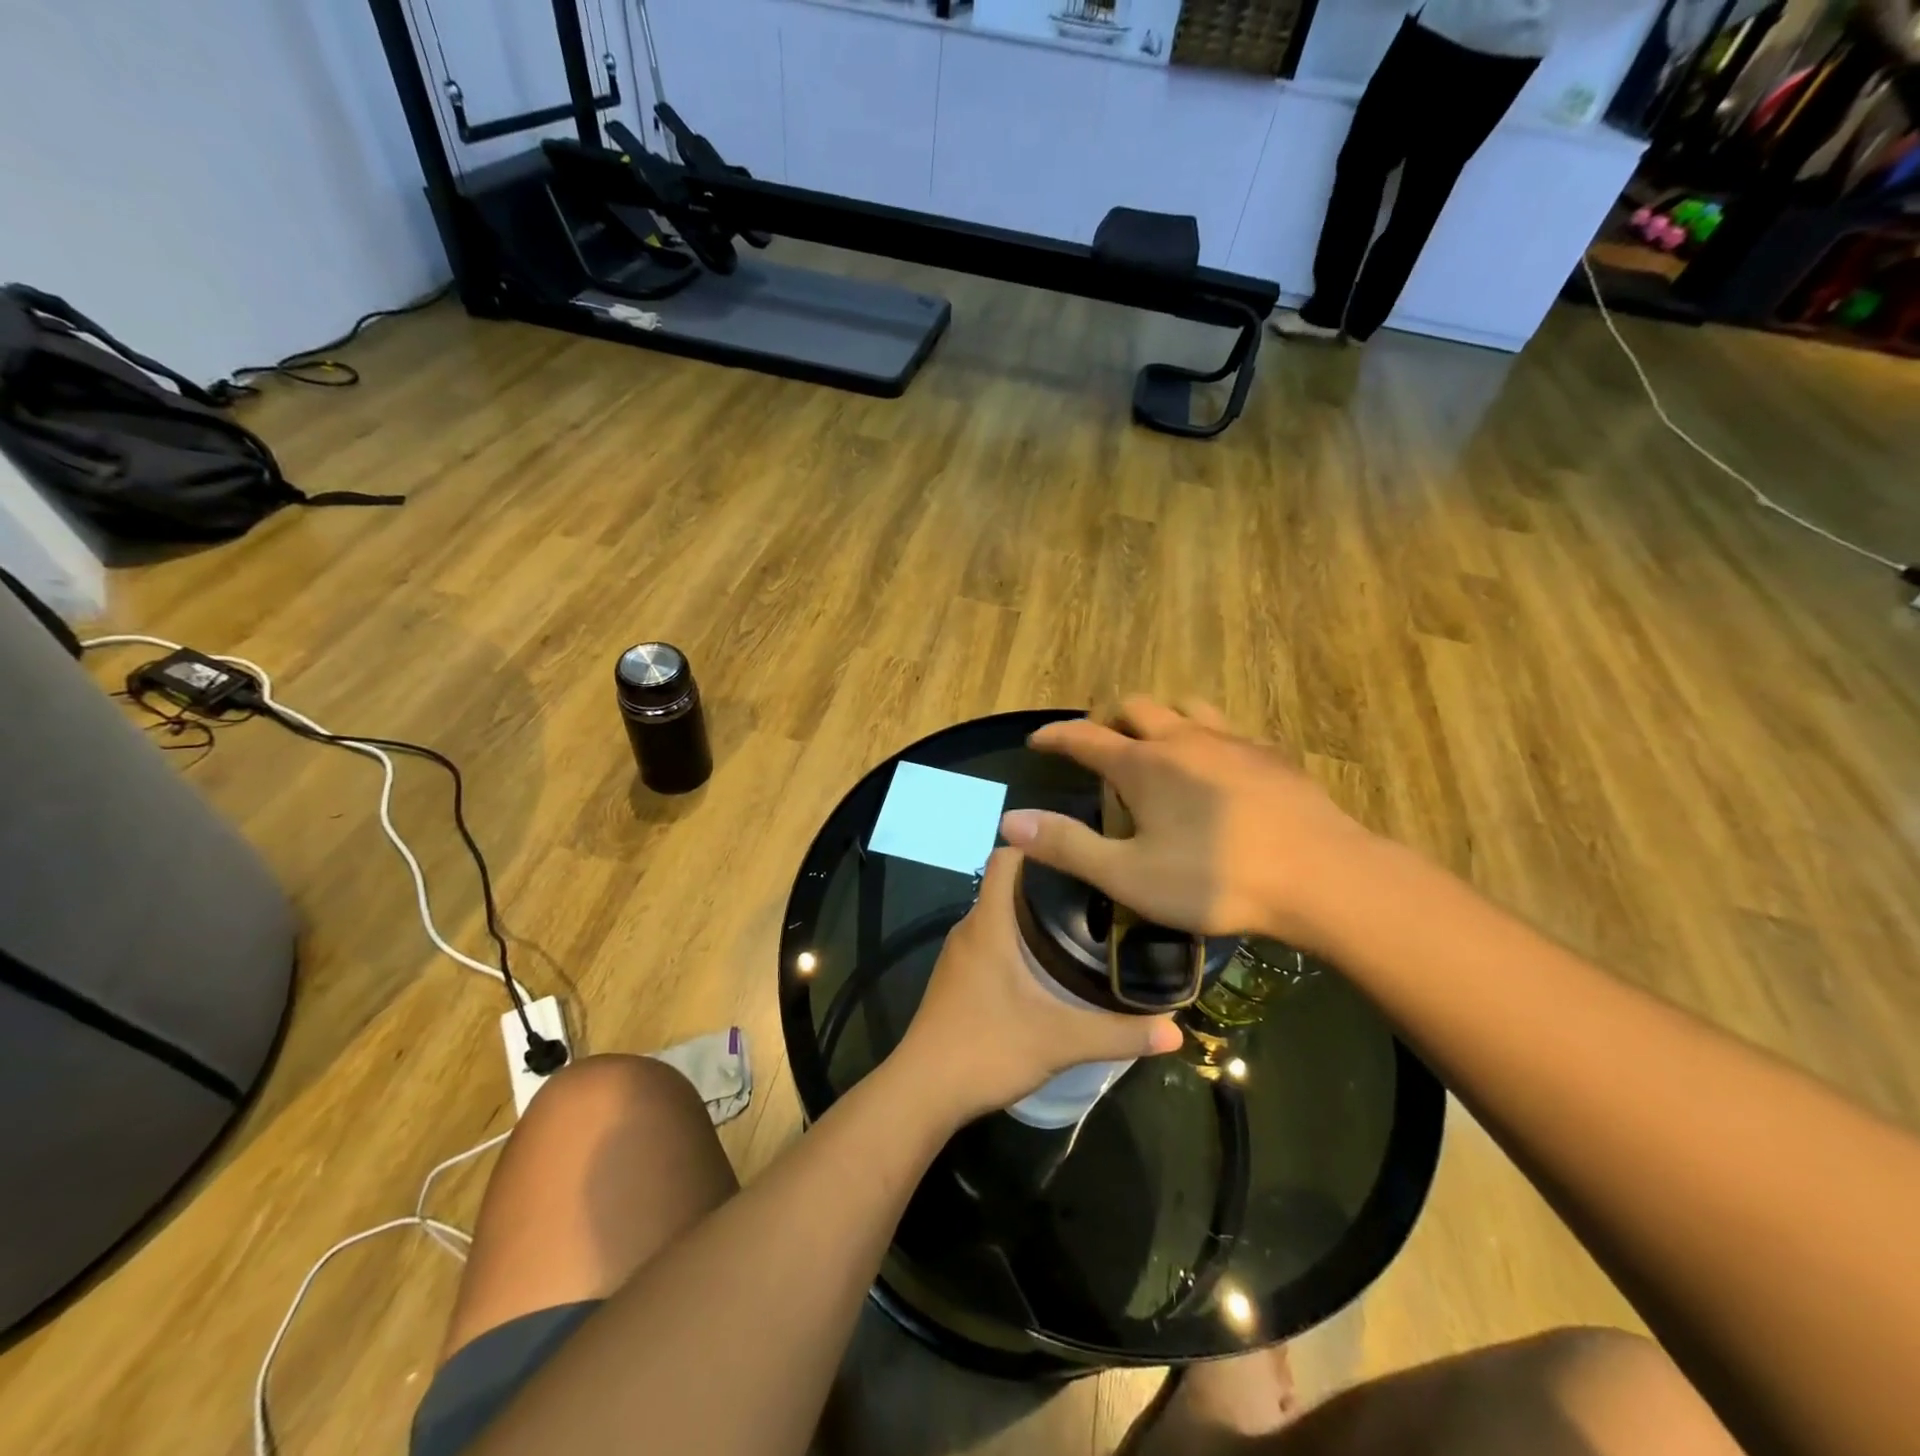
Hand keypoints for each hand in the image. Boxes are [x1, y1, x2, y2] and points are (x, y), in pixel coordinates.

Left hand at [893, 848, 1182, 1122]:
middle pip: (1007, 884)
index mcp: (989, 923)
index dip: (1040, 845)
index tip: (1082, 851)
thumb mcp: (1060, 1040)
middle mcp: (970, 929)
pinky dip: (1017, 939)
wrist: (922, 1092)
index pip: (1006, 856)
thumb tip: (1176, 1030)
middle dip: (1049, 882)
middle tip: (1098, 891)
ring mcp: (959, 955)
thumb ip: (1119, 1034)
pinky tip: (1047, 965)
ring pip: (998, 915)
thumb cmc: (987, 1049)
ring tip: (1082, 923)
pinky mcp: (957, 979)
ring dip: (1033, 913)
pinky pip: (990, 940)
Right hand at [999, 696, 1376, 949]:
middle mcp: (1183, 739)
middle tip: (1098, 744)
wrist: (1323, 877)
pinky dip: (1204, 736)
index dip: (1055, 736)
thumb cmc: (1215, 879)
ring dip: (1160, 717)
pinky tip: (1216, 766)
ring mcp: (1232, 742)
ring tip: (1155, 743)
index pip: (1084, 736)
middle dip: (1108, 719)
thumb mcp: (1128, 876)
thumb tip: (1009, 820)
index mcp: (1143, 764)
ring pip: (1185, 707)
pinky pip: (1227, 728)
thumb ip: (1067, 846)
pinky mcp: (1270, 755)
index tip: (1036, 739)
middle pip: (1135, 707)